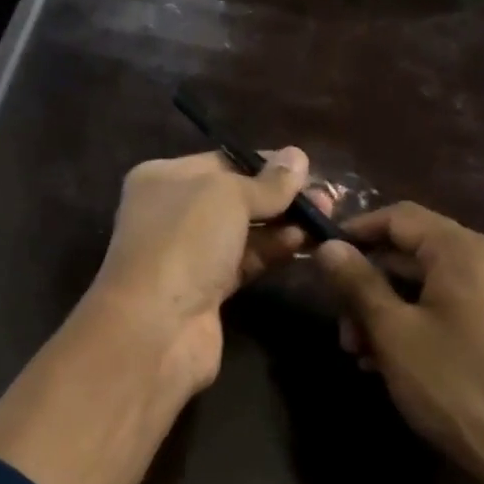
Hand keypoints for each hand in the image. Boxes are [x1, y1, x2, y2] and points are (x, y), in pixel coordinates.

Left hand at [89, 147, 311, 390]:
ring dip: (281, 225)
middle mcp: (170, 214)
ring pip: (241, 232)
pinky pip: (244, 262)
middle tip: (327, 198)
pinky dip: (271, 252)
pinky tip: (303, 243)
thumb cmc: (184, 242)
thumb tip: (297, 157)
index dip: (264, 164)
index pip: (221, 162)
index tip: (308, 168)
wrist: (156, 326)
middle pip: (233, 199)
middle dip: (278, 197)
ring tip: (325, 219)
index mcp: (161, 179)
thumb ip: (266, 181)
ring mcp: (186, 255)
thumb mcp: (227, 196)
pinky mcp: (204, 291)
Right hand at [314, 202, 483, 483]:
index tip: (322, 259)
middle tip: (343, 332)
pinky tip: (399, 365)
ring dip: (390, 313)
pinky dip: (421, 326)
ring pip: (433, 288)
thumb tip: (329, 246)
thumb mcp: (393, 333)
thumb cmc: (454, 387)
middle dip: (370, 287)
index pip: (401, 217)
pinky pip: (457, 311)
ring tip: (365, 358)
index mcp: (467, 253)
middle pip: (416, 255)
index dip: (356, 231)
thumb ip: (358, 283)